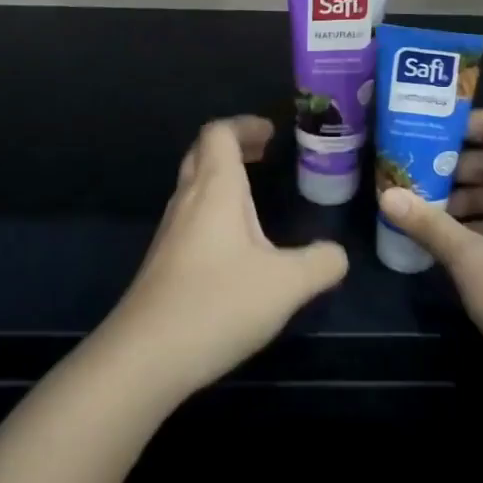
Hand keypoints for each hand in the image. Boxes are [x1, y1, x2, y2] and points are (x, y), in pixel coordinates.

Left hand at [106, 115, 348, 399]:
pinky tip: (233, 243)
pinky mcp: (162, 261)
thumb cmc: (218, 304)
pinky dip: (212, 208)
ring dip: (221, 177)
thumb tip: (338, 254)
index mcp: (215, 189)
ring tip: (252, 194)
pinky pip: (189, 215)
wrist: (144, 357)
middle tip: (263, 153)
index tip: (271, 134)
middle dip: (233, 145)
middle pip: (202, 152)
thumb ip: (320, 264)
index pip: (220, 133)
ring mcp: (170, 231)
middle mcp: (188, 200)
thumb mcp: (286, 285)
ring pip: (192, 184)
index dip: (244, 125)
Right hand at [377, 109, 482, 407]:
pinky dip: (479, 223)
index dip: (462, 123)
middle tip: (408, 172)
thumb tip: (386, 196)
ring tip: (418, 207)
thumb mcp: (473, 262)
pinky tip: (445, 239)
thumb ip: (429, 225)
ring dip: (463, 198)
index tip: (421, 133)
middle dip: (453, 166)